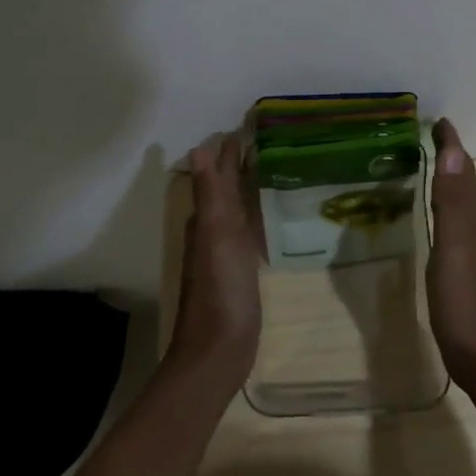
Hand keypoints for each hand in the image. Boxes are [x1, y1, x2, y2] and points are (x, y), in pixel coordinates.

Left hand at [171, 132, 263, 381]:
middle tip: (270, 140)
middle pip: (227, 189)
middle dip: (241, 164)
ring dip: (250, 188)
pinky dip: (259, 216)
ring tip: (275, 168)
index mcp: (207, 219)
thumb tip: (199, 148)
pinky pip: (251, 232)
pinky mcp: (242, 272)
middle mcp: (213, 231)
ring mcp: (227, 253)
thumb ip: (210, 194)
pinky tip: (274, 216)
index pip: (219, 173)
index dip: (231, 151)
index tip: (251, 125)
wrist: (219, 349)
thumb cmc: (220, 288)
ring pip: (239, 209)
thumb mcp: (216, 235)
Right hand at [428, 119, 475, 395]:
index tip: (437, 119)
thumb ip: (452, 199)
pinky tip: (434, 212)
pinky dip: (445, 204)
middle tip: (427, 135)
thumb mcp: (454, 245)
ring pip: (462, 200)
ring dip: (448, 178)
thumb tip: (454, 149)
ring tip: (427, 163)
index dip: (451, 143)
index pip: (463, 167)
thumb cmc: (465, 299)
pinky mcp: (467, 266)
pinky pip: (456, 221)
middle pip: (465, 179)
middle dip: (450, 155)